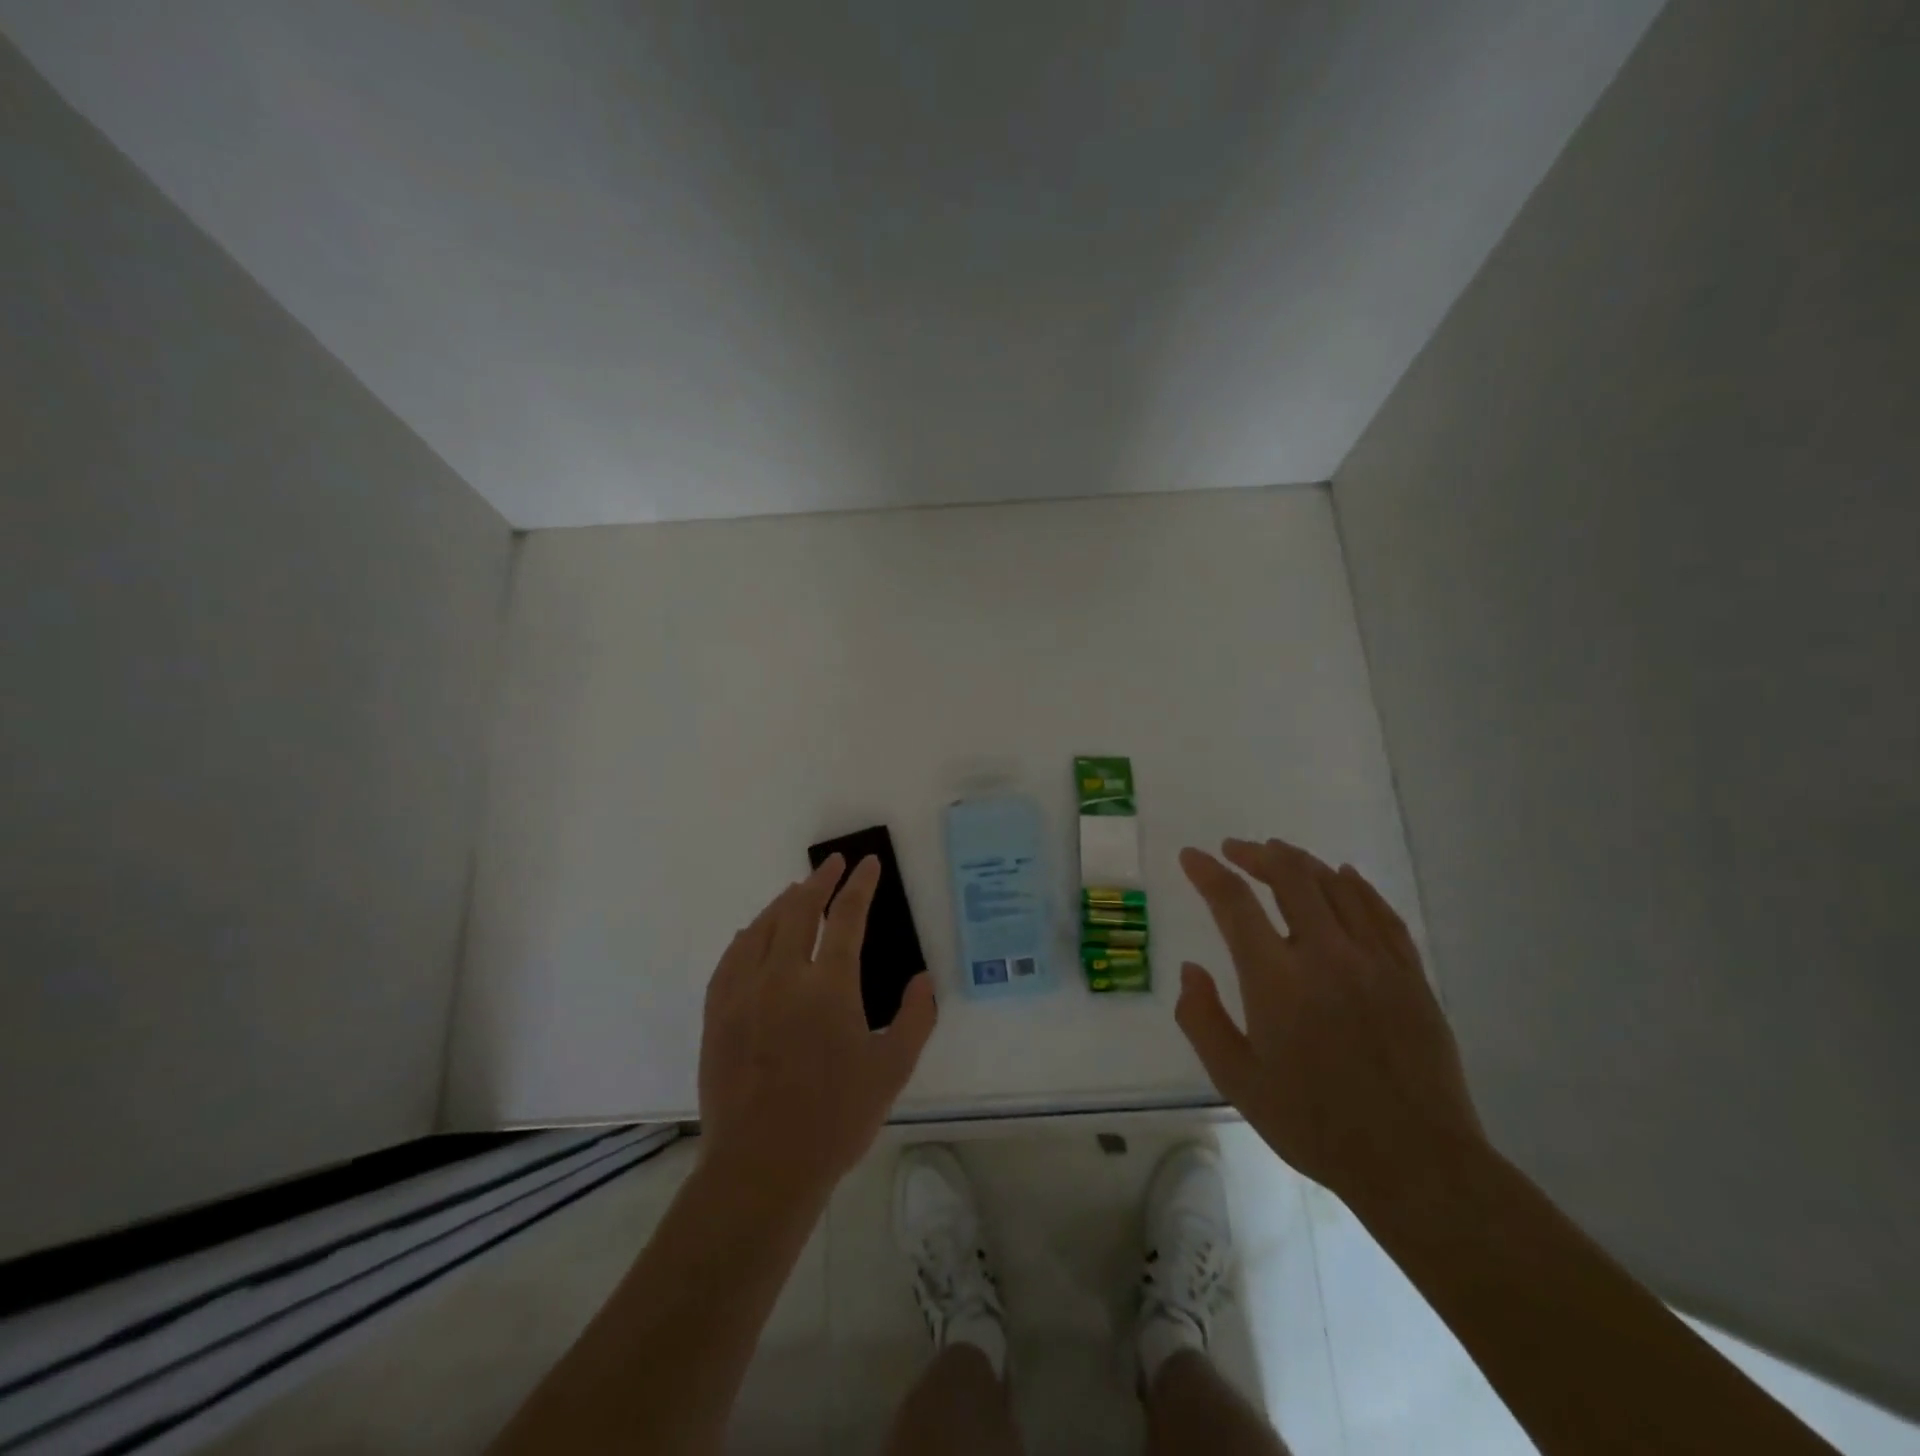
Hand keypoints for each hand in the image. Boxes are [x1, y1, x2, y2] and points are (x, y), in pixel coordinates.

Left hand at [697, 855, 937, 1196]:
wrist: (762, 1166)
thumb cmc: (836, 1118)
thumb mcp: (892, 1069)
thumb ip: (915, 1018)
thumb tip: (923, 978)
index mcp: (829, 986)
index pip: (847, 917)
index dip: (859, 886)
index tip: (866, 864)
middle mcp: (784, 976)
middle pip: (799, 911)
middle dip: (819, 881)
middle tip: (832, 864)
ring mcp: (744, 993)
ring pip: (762, 928)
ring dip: (782, 903)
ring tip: (796, 890)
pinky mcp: (718, 1014)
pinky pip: (730, 959)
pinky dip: (746, 937)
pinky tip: (750, 934)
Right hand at [1175, 837, 1484, 1206]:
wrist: (1416, 1163)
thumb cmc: (1315, 1124)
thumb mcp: (1237, 1081)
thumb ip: (1202, 1019)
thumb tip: (1190, 969)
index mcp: (1276, 980)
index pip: (1234, 903)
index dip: (1208, 873)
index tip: (1191, 857)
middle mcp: (1325, 955)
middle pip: (1289, 877)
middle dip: (1255, 854)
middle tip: (1235, 849)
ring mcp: (1374, 961)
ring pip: (1335, 886)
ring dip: (1301, 862)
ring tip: (1279, 854)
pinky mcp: (1410, 974)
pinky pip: (1380, 911)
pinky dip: (1355, 885)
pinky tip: (1343, 876)